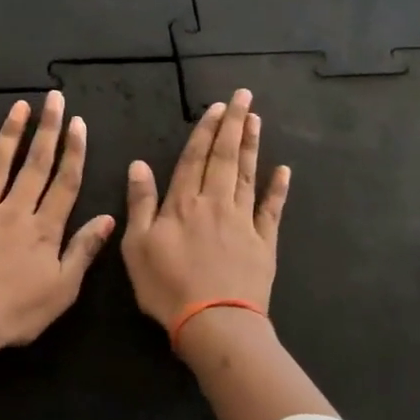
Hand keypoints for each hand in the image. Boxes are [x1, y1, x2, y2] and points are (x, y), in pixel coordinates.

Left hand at [0, 91, 115, 360]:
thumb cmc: (15, 314)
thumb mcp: (62, 290)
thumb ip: (83, 250)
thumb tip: (108, 217)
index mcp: (44, 229)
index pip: (65, 182)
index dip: (74, 151)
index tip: (78, 123)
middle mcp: (13, 211)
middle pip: (34, 165)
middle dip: (47, 130)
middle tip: (53, 98)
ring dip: (9, 134)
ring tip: (18, 107)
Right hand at [122, 88, 289, 335]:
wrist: (215, 323)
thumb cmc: (167, 287)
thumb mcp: (137, 246)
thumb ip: (140, 203)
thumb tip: (138, 164)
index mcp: (183, 203)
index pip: (194, 157)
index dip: (205, 130)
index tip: (216, 107)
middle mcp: (215, 203)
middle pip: (225, 157)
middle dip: (233, 124)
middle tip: (243, 96)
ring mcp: (243, 221)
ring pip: (247, 175)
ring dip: (251, 146)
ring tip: (256, 120)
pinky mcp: (264, 242)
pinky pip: (271, 209)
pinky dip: (277, 189)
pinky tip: (283, 171)